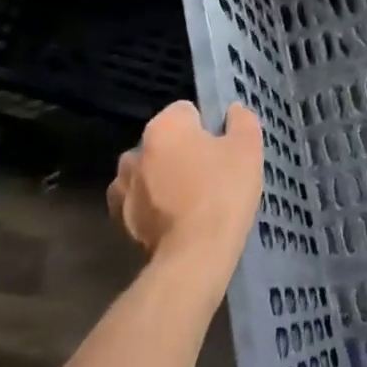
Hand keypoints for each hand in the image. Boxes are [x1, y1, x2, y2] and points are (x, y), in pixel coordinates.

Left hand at [108, 101, 264, 285]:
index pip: (187, 111)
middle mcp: (135, 149)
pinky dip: (152, 205)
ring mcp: (121, 185)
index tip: (221, 151)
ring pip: (149, 171)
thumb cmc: (223, 193)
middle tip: (209, 176)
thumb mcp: (248, 149)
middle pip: (165, 142)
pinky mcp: (118, 218)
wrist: (194, 255)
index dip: (207, 128)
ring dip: (163, 178)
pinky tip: (174, 221)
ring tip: (190, 202)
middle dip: (182, 152)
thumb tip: (232, 111)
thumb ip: (241, 120)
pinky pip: (139, 200)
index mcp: (164, 126)